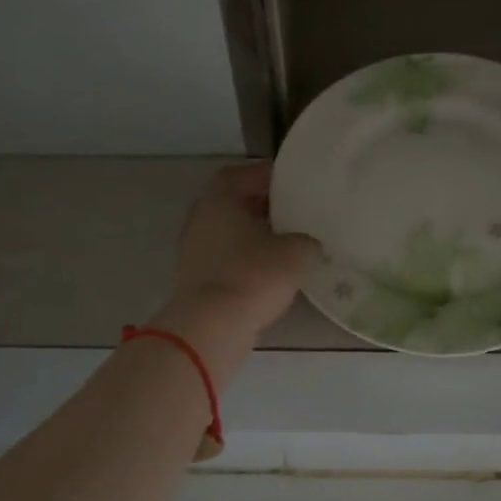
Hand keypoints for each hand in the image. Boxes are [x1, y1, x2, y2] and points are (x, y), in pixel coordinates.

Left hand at [157, 163, 319, 353]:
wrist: (214, 326)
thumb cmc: (253, 275)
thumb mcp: (296, 253)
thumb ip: (306, 240)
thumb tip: (307, 243)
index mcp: (218, 201)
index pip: (238, 175)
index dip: (263, 175)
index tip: (288, 181)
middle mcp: (200, 221)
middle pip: (231, 204)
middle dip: (260, 205)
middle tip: (291, 210)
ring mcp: (193, 251)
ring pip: (228, 233)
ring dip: (253, 234)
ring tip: (285, 241)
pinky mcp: (196, 279)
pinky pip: (225, 258)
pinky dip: (246, 258)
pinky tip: (270, 269)